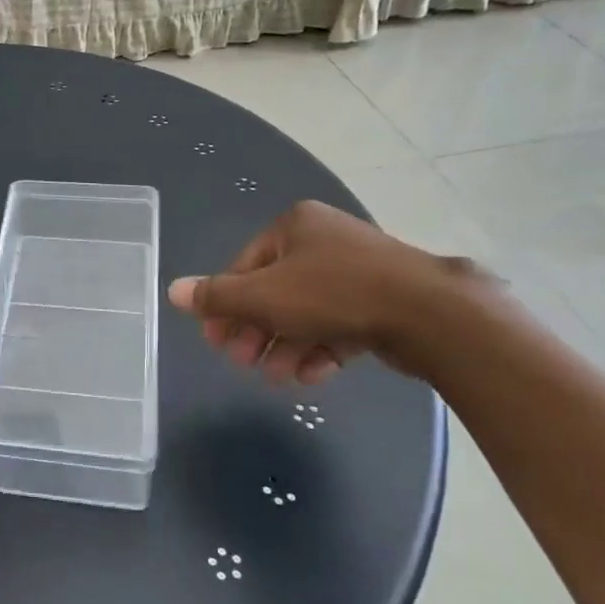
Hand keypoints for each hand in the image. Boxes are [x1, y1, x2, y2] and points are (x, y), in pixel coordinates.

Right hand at [167, 201, 487, 385]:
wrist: (432, 314)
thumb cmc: (334, 294)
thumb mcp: (264, 296)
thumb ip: (217, 297)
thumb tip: (172, 291)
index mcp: (295, 226)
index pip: (244, 266)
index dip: (225, 305)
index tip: (216, 341)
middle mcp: (325, 240)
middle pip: (275, 290)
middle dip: (257, 331)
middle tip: (243, 363)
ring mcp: (359, 270)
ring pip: (307, 311)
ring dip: (287, 346)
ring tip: (278, 377)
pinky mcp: (384, 300)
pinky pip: (339, 322)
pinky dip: (322, 347)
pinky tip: (312, 375)